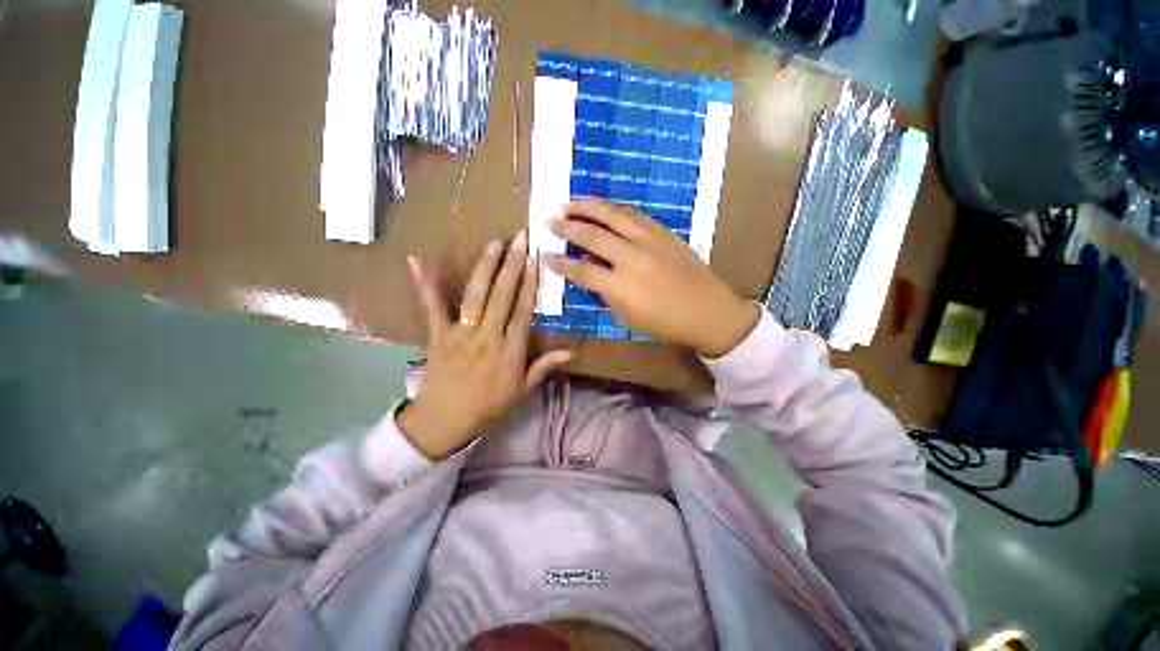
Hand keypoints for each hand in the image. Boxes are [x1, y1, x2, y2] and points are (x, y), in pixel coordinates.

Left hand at [399, 232, 572, 459]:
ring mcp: (460, 333)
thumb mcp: (523, 389)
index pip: (523, 311)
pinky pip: (431, 307)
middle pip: (502, 296)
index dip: (530, 285)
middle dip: (512, 266)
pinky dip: (425, 283)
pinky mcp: (437, 334)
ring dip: (485, 268)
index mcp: (510, 350)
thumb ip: (545, 366)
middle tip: (520, 239)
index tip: (535, 261)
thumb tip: (571, 351)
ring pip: (475, 296)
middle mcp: (487, 336)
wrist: (446, 419)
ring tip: (495, 244)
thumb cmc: (489, 404)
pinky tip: (417, 260)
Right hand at [544, 201, 758, 357]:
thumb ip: (605, 294)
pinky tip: (603, 206)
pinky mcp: (663, 233)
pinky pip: (634, 215)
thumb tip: (590, 270)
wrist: (708, 311)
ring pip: (613, 216)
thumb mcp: (628, 318)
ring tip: (570, 202)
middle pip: (593, 236)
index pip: (581, 271)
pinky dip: (614, 209)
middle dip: (567, 227)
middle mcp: (631, 258)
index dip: (560, 263)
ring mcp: (649, 241)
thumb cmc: (665, 323)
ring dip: (588, 207)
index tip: (545, 255)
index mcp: (621, 287)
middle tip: (550, 219)